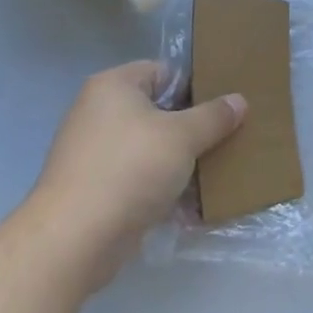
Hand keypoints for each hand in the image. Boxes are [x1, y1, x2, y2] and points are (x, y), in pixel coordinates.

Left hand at [33, 61, 245, 287]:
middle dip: (191, 129)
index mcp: (114, 86)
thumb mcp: (182, 137)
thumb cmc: (130, 170)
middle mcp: (98, 112)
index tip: (224, 108)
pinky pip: (137, 179)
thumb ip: (213, 117)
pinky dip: (160, 188)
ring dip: (179, 162)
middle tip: (226, 139)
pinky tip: (190, 205)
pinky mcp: (94, 189)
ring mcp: (93, 152)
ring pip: (149, 148)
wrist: (74, 240)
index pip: (164, 72)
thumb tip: (239, 101)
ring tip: (215, 173)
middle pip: (158, 111)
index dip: (196, 87)